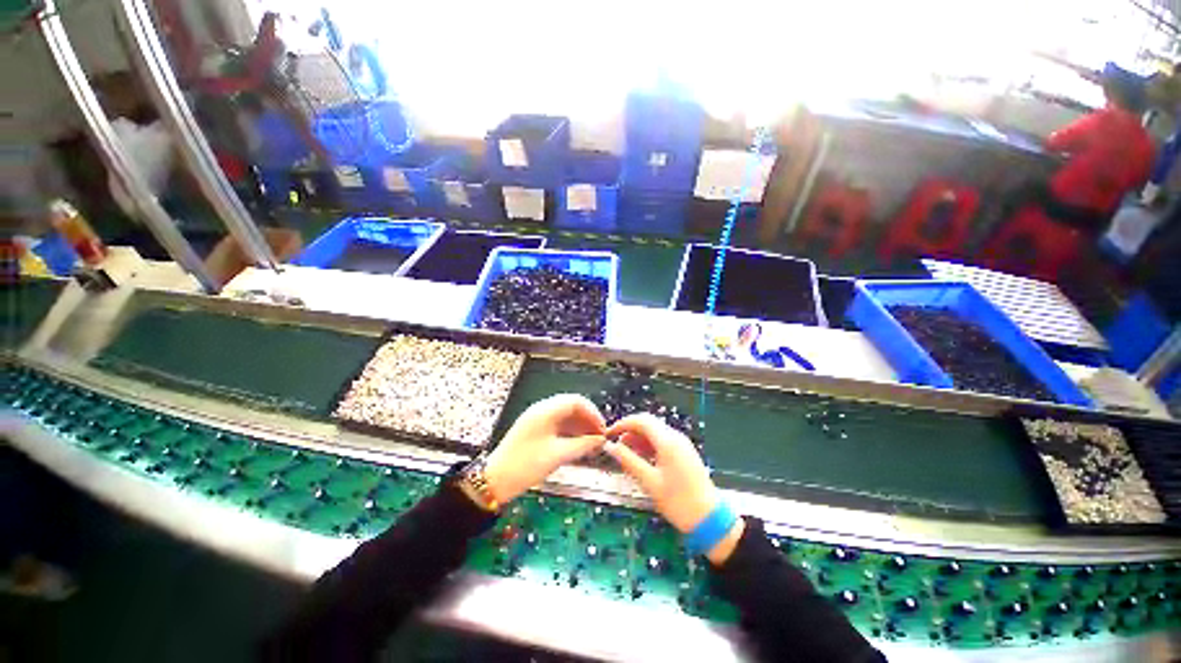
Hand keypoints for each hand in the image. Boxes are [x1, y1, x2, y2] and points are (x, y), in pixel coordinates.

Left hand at [483, 394, 605, 504]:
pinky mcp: (534, 430)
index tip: (602, 429)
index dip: (592, 413)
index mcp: (546, 411)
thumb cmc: (526, 465)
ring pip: (565, 416)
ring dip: (579, 427)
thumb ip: (582, 445)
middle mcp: (542, 410)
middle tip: (598, 437)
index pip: (576, 401)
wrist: (494, 480)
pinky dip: (569, 433)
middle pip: (571, 407)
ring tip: (590, 444)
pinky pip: (557, 425)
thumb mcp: (557, 455)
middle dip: (587, 420)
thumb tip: (600, 440)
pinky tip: (577, 446)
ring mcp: (537, 419)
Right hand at [602, 414, 743, 563]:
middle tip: (615, 442)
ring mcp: (682, 444)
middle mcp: (675, 437)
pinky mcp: (684, 452)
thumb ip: (628, 461)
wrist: (709, 519)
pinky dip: (648, 444)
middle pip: (648, 423)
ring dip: (638, 437)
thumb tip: (611, 447)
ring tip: (625, 451)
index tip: (609, 434)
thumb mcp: (649, 482)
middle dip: (630, 429)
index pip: (641, 420)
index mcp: (667, 441)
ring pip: (655, 431)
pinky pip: (662, 440)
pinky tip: (640, 457)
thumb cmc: (678, 502)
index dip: (623, 424)